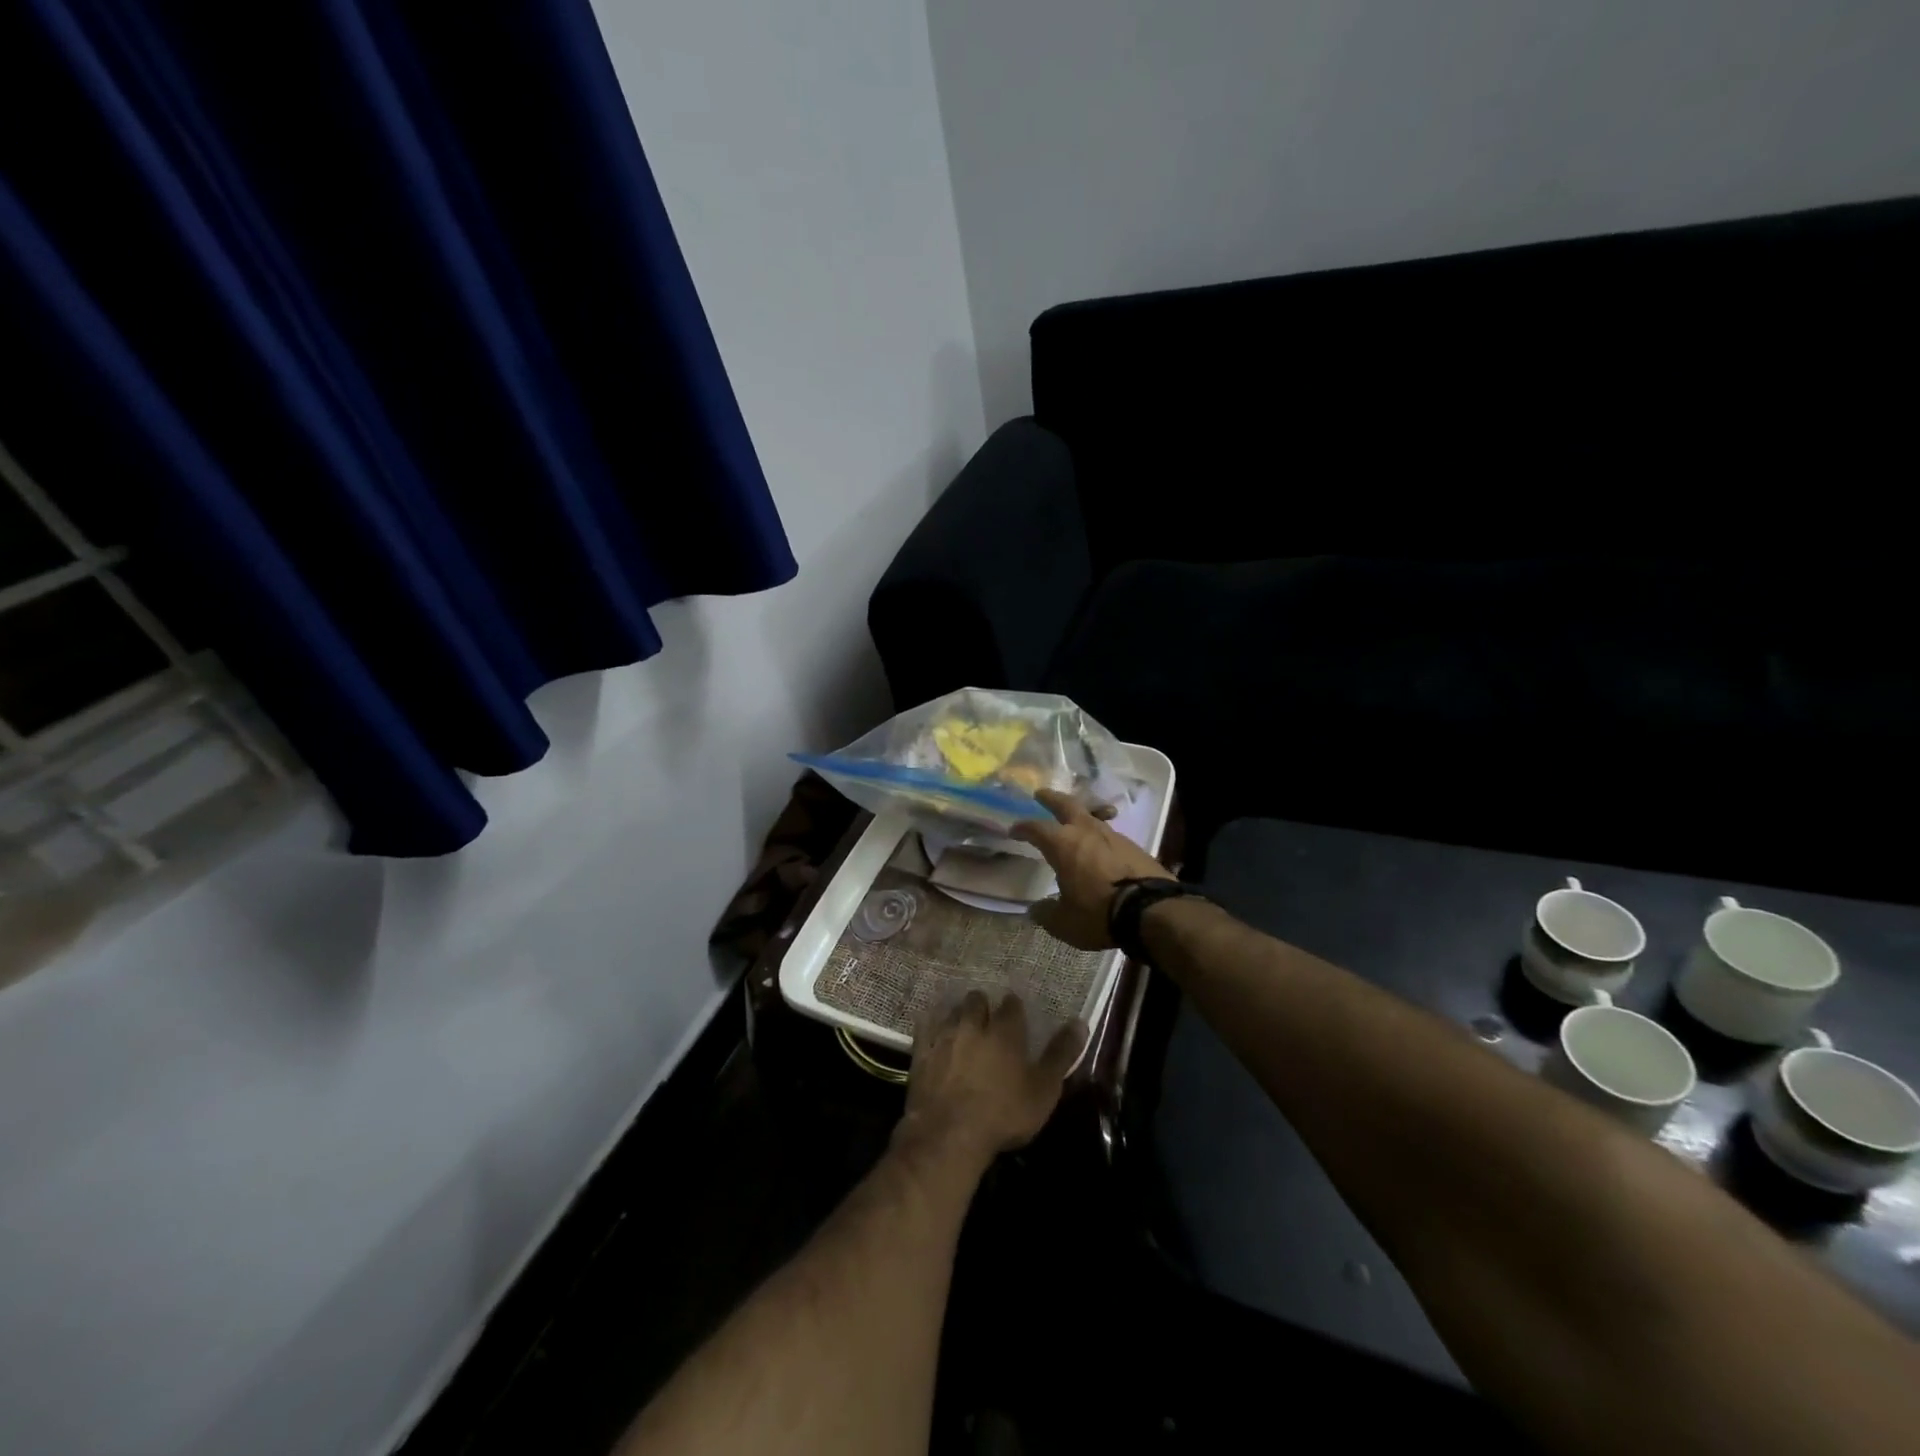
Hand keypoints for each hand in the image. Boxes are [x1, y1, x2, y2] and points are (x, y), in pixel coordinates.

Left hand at [896, 992, 1086, 1166]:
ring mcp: (944, 1036)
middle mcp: (973, 1024)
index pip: (1012, 1005)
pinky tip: (934, 1033)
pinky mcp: (921, 1052)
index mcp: (1005, 1031)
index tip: (1016, 1016)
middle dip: (984, 1006)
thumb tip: (1080, 1022)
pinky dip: (931, 1027)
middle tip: (988, 1020)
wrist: (949, 1134)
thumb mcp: (1043, 1089)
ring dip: (959, 1015)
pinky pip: (925, 1028)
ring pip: (952, 1011)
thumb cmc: (1004, 1114)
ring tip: (964, 1026)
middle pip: (977, 1000)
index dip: (1014, 1009)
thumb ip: (1061, 1054)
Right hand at [1012, 789, 1170, 949]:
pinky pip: (1110, 836)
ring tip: (1074, 822)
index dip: (1023, 827)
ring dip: (1080, 817)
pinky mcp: (1135, 847)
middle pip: (1066, 805)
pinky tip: (1100, 848)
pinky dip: (1100, 837)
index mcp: (1063, 844)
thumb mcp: (1064, 922)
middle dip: (1052, 798)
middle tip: (1041, 794)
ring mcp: (1114, 836)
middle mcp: (1087, 832)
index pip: (1036, 828)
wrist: (1152, 911)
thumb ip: (1046, 913)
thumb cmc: (1098, 913)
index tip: (1014, 829)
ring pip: (1092, 818)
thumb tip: (1036, 909)